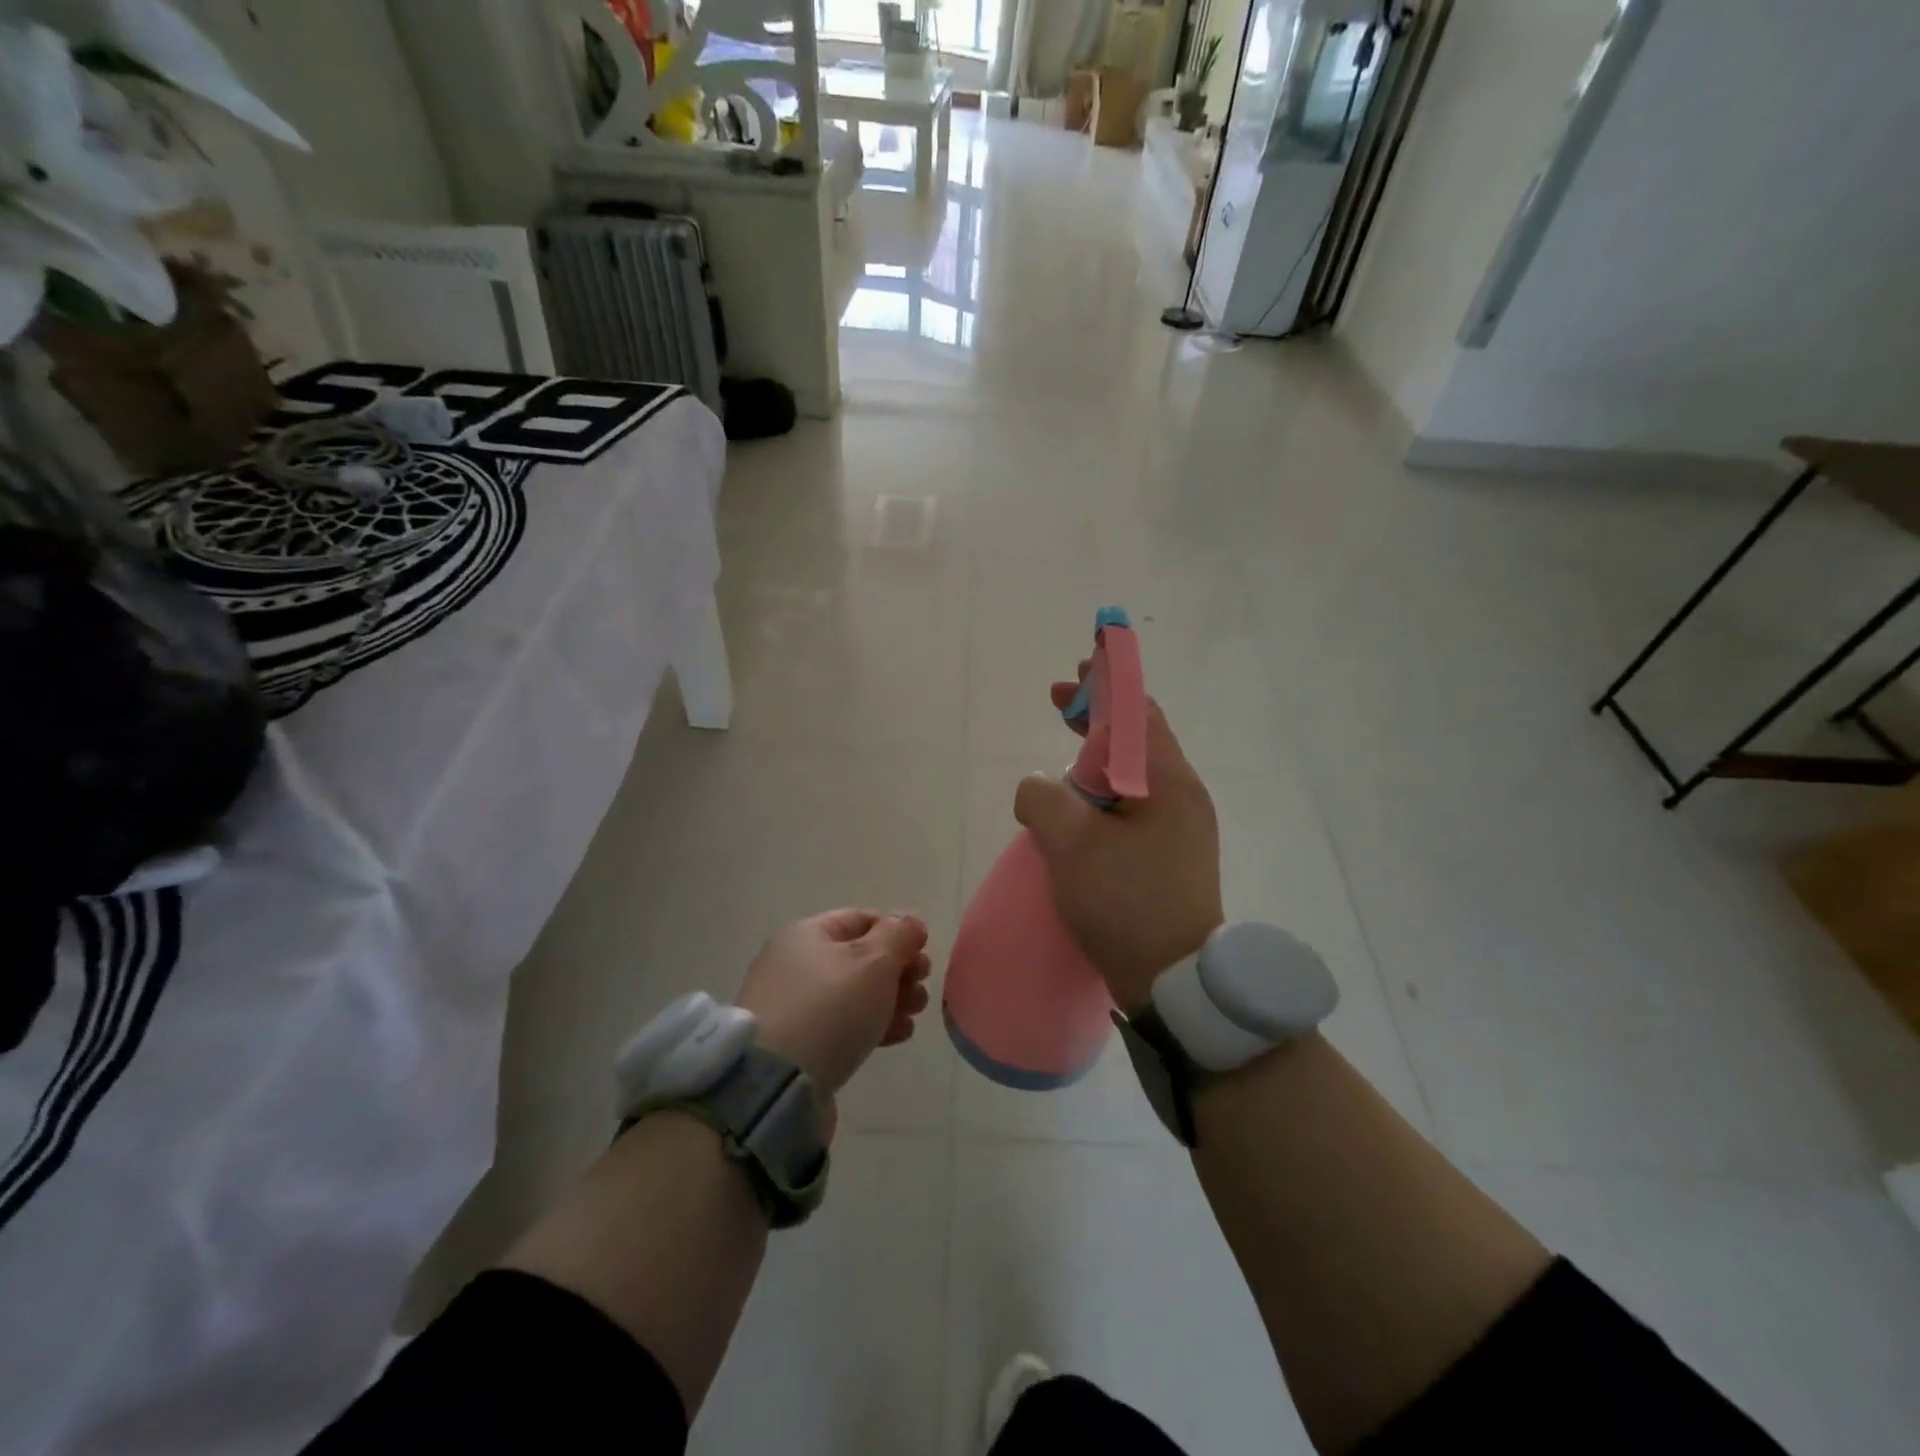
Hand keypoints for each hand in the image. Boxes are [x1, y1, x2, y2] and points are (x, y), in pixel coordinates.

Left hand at [735, 910, 931, 1098]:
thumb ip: (899, 936)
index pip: (861, 919)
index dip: (896, 931)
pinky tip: (898, 1035)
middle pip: (860, 957)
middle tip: (921, 986)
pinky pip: (843, 1024)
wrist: (776, 1085)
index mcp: (807, 935)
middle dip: (898, 969)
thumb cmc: (830, 1009)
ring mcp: (794, 1006)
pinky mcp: (799, 1044)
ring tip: (915, 1014)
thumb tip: (910, 923)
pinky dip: (872, 1024)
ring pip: (855, 993)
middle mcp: (795, 964)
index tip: (923, 953)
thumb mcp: (874, 962)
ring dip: (892, 999)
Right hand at [1013, 669, 1222, 1014]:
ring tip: (1064, 756)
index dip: (1107, 684)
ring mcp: (1181, 828)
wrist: (1175, 982)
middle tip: (1060, 703)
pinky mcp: (1171, 855)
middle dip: (1098, 715)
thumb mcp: (1070, 844)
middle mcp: (1183, 796)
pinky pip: (1135, 804)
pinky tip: (1082, 807)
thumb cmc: (1126, 903)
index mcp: (1168, 782)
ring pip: (1135, 773)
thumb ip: (1042, 798)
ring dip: (1098, 755)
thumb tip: (1038, 789)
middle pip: (1138, 737)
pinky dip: (1105, 790)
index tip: (1078, 669)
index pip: (1138, 711)